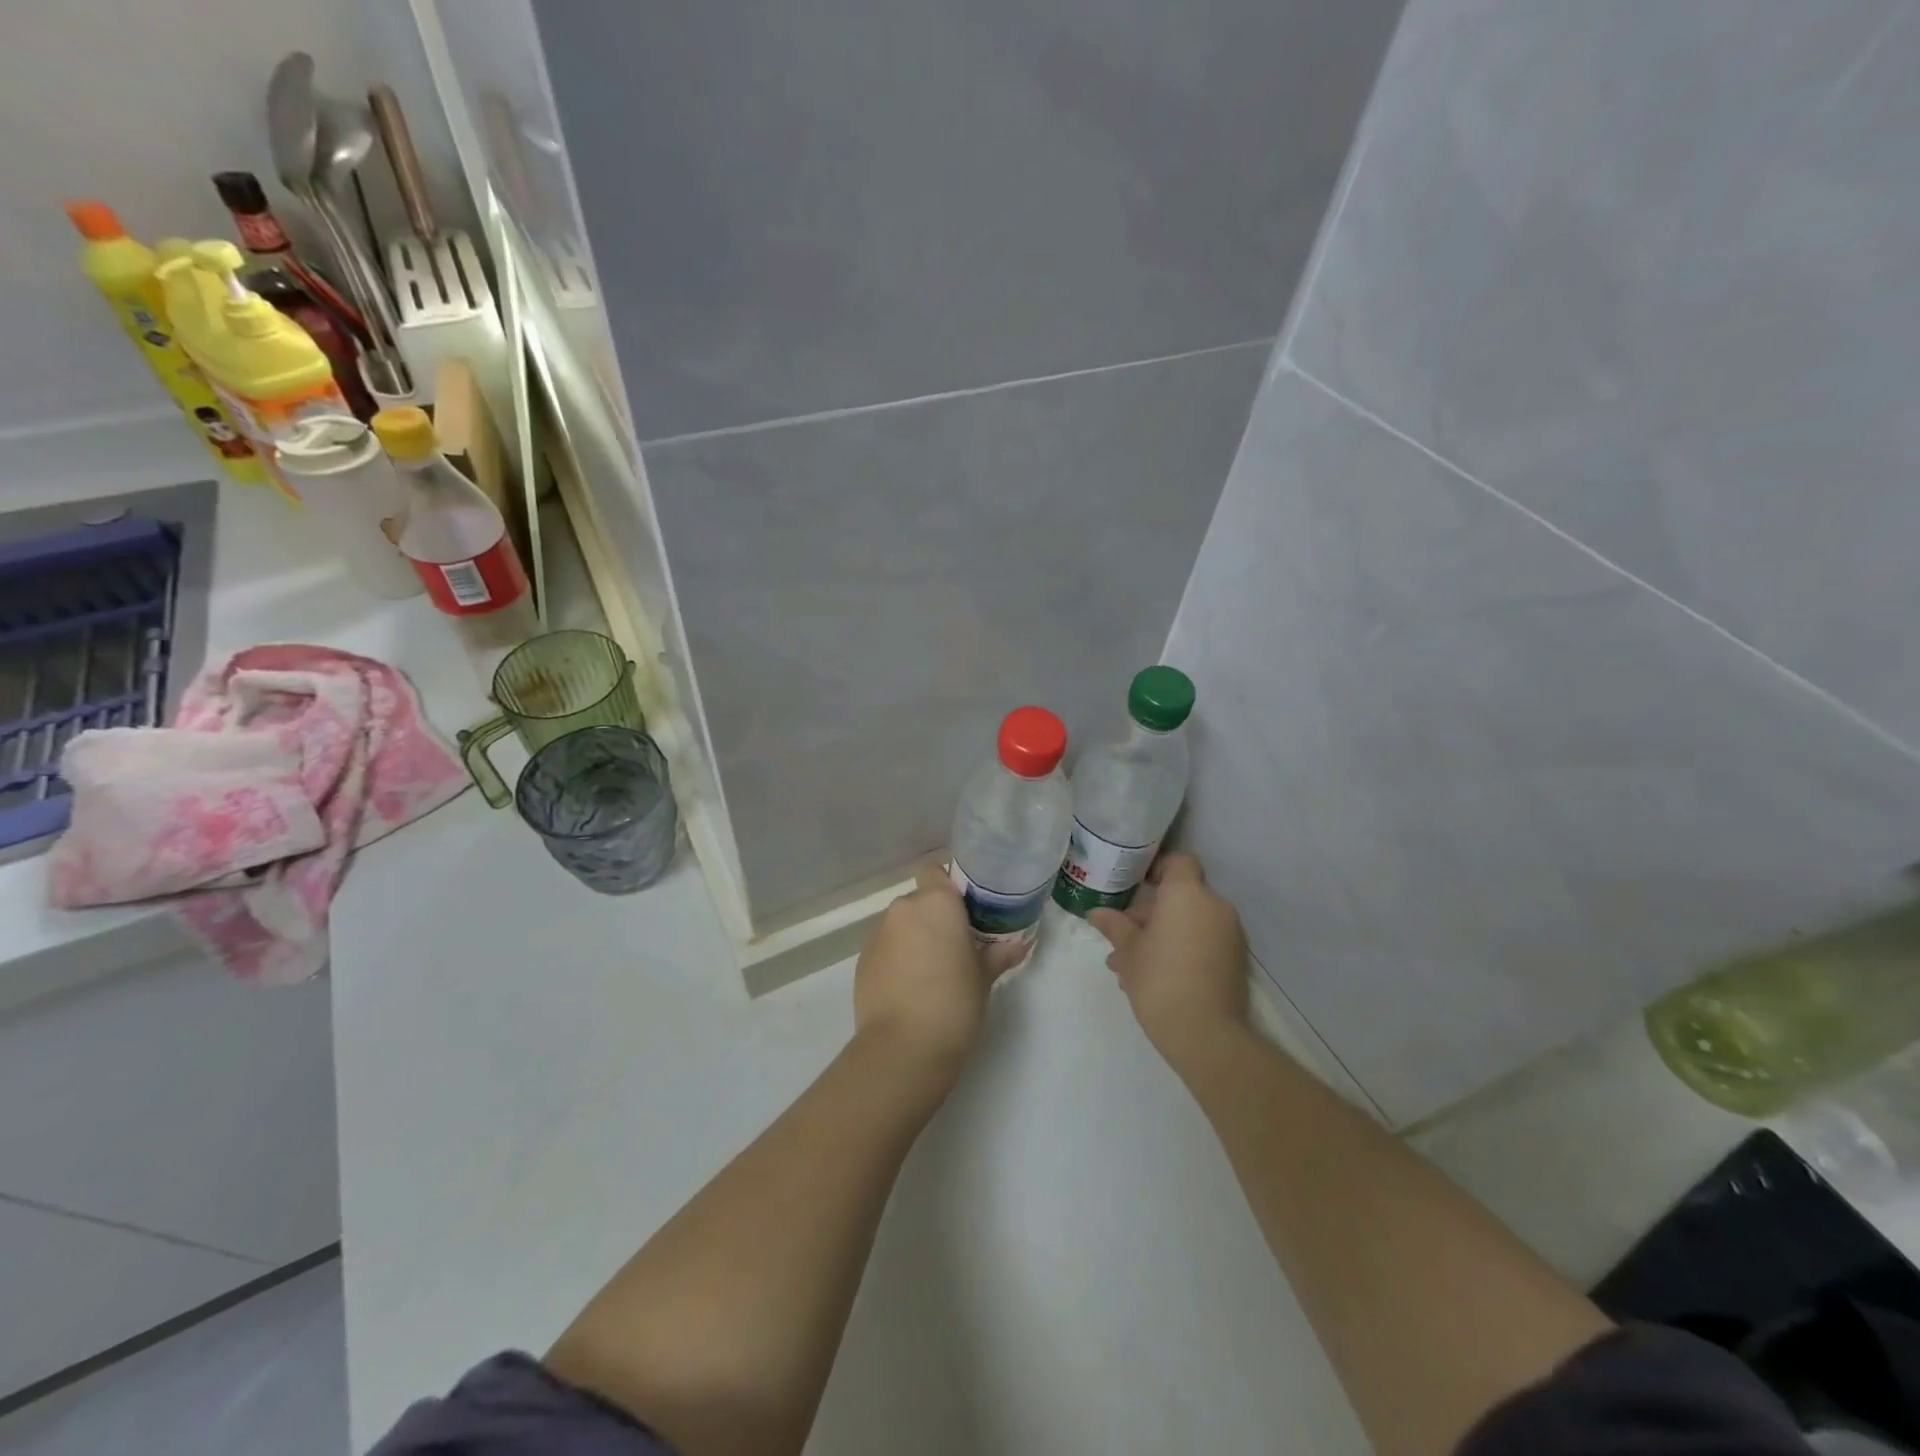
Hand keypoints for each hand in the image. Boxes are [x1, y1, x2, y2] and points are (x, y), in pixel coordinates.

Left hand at [853, 865, 1018, 1078]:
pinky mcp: (861, 960)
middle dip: (935, 918)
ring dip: (915, 938)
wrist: (903, 1048)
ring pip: (901, 924)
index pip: (936, 871)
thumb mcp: (983, 978)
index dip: (949, 886)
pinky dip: (897, 958)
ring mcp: (878, 934)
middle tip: (956, 946)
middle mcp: (903, 908)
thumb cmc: (954, 1003)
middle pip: (920, 900)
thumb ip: (998, 954)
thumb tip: (1019, 945)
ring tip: (933, 972)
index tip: (965, 910)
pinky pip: (886, 948)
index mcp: (936, 903)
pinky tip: (911, 988)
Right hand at [1088, 853, 1248, 1065]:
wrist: (1205, 1034)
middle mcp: (1215, 906)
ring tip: (1132, 960)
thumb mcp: (1128, 951)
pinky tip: (1155, 973)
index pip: (1178, 862)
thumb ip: (1114, 926)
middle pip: (1182, 894)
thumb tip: (1096, 913)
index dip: (1157, 868)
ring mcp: (1230, 933)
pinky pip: (1204, 940)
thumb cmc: (1159, 980)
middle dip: (1153, 909)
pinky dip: (1184, 946)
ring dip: (1166, 931)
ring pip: (1192, 920)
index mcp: (1187, 894)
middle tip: (1124, 932)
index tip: (1135, 884)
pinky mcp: (1236, 959)